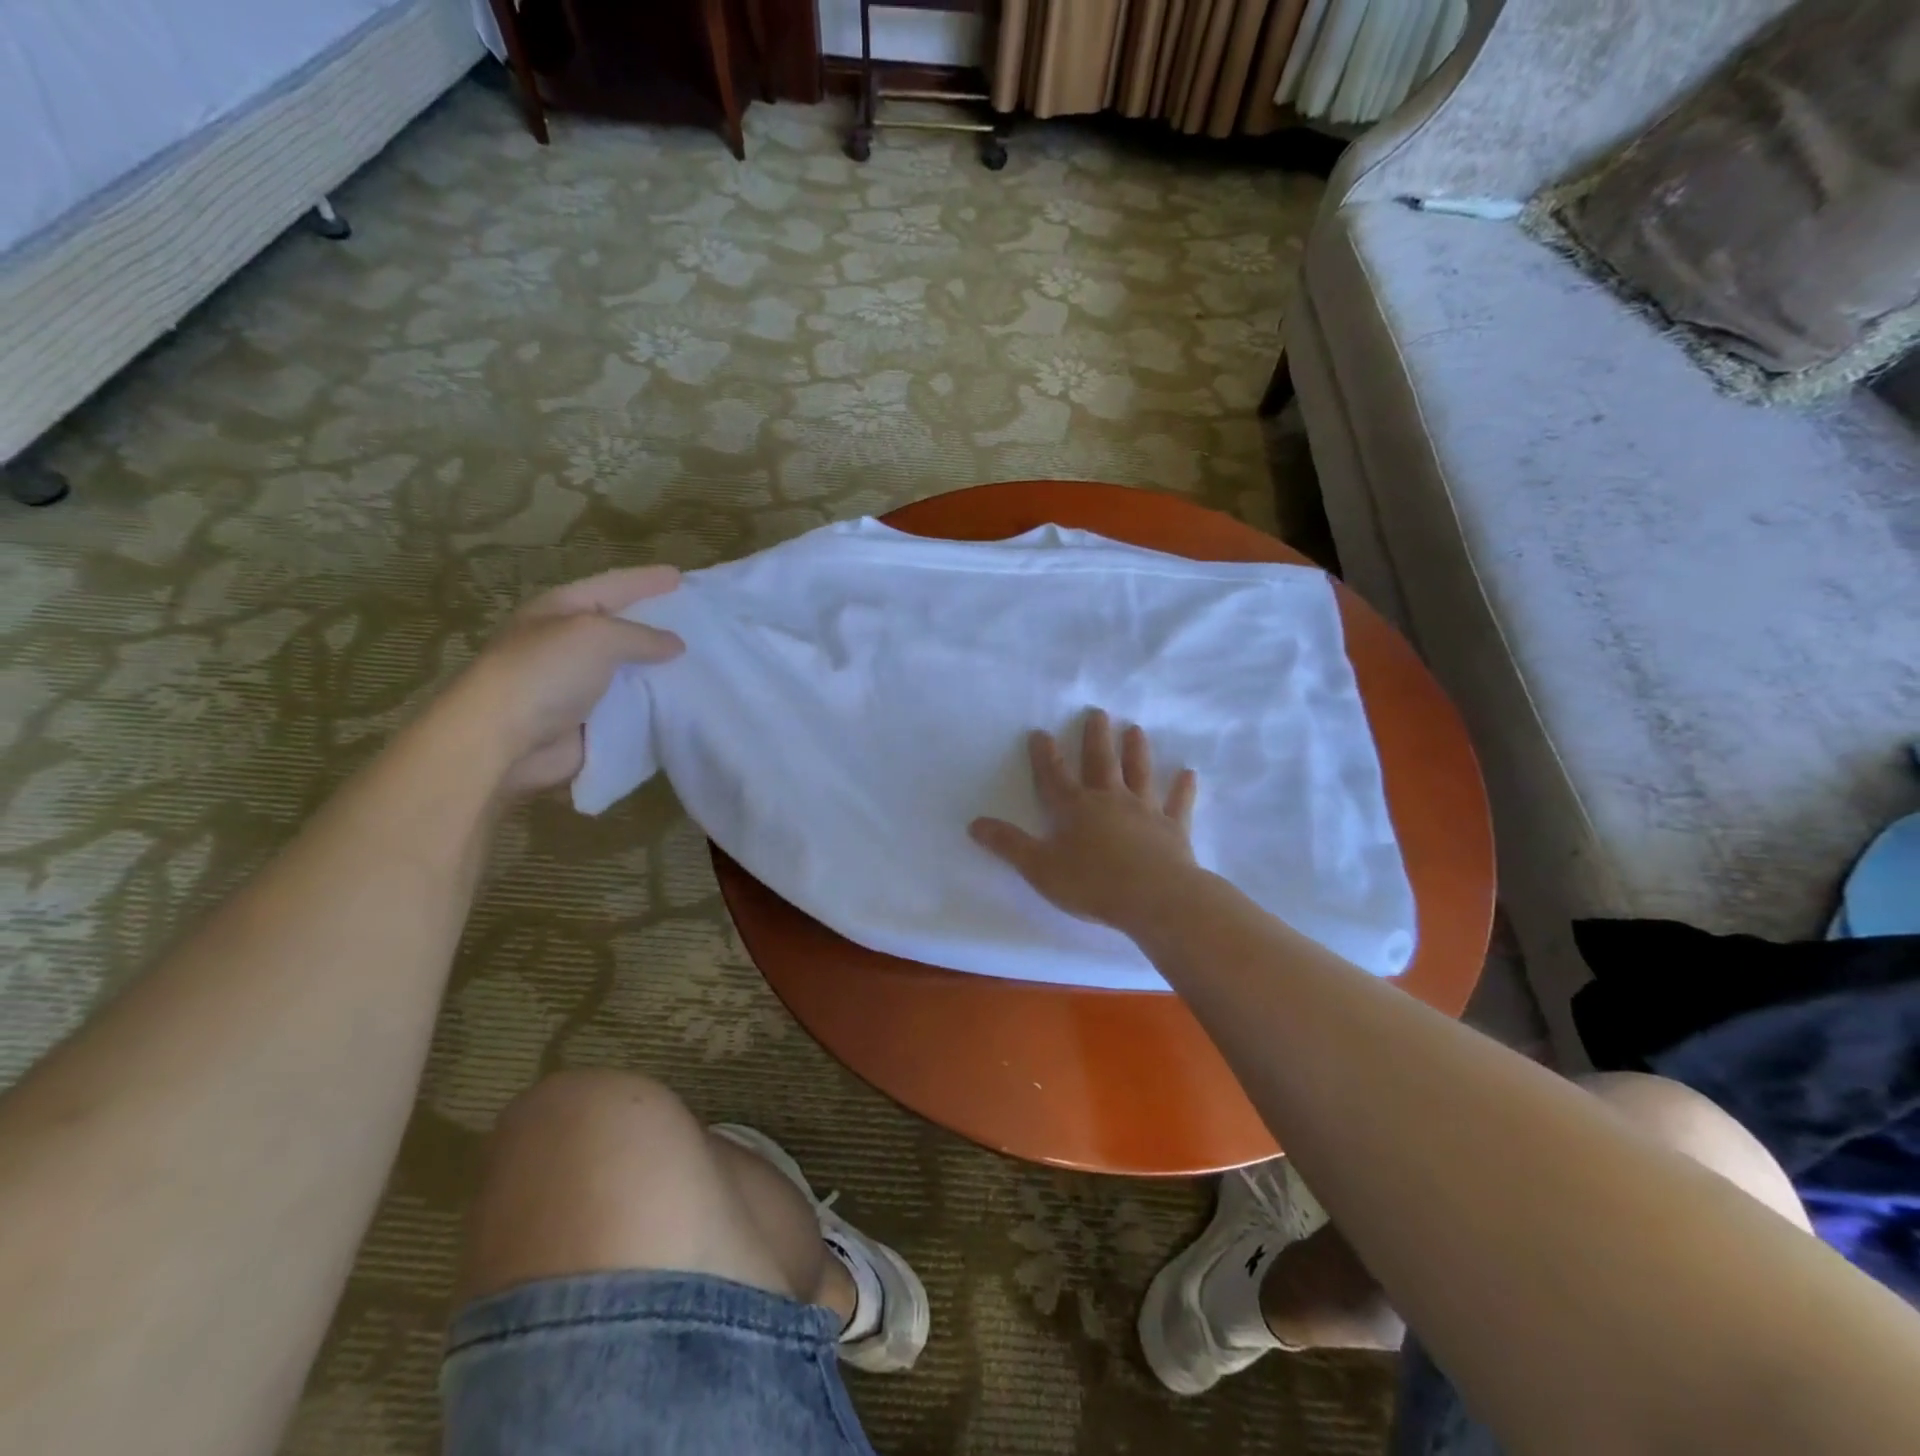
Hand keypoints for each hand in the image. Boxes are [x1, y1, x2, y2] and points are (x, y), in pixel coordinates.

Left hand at [449, 566, 685, 794]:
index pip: (613, 586)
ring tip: (704, 663)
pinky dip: (658, 706)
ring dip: (662, 669)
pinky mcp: (591, 722)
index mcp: (562, 611)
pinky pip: (634, 709)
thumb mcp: (597, 636)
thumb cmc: (545, 673)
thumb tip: (675, 644)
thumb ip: (641, 636)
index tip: (681, 577)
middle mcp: (570, 644)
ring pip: (632, 671)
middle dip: (659, 625)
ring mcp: (580, 685)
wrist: (504, 741)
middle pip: (623, 628)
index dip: (646, 581)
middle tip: (699, 621)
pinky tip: (688, 703)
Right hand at [969, 709, 1198, 932]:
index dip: (1045, 755)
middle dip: (1096, 737)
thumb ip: (1008, 845)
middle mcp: (1110, 800)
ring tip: (1135, 729)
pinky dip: (1182, 789)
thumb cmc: (1092, 884)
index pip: (1054, 776)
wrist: (1154, 898)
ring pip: (1139, 773)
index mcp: (1075, 809)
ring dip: (1136, 751)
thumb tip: (974, 824)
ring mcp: (1145, 812)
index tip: (1040, 732)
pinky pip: (1178, 804)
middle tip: (1098, 712)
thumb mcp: (1039, 868)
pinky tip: (1189, 774)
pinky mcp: (1173, 829)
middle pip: (1100, 762)